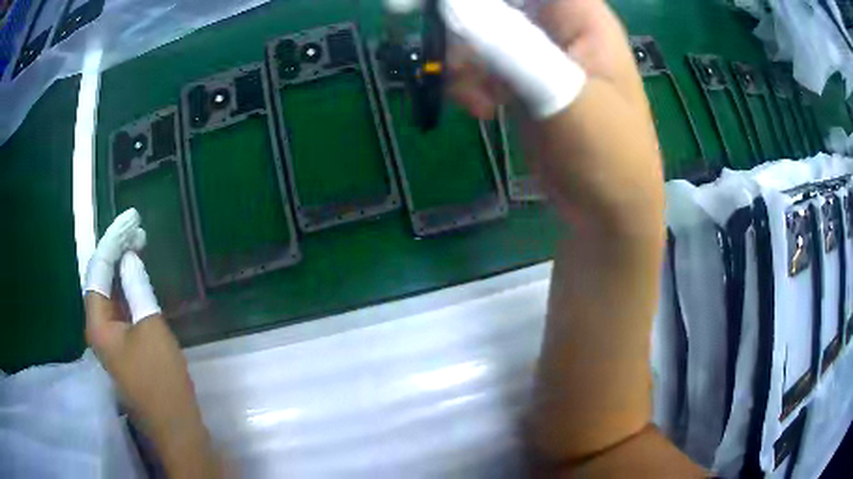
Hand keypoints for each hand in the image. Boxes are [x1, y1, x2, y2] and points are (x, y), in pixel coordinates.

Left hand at [84, 212, 219, 476]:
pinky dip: (128, 290)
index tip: (130, 220)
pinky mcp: (124, 349)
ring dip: (122, 269)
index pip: (98, 271)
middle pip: (100, 281)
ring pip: (110, 295)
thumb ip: (137, 289)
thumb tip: (129, 258)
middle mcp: (98, 328)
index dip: (112, 242)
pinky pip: (120, 309)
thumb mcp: (151, 328)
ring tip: (138, 245)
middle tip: (137, 230)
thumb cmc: (160, 379)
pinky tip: (138, 280)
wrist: (174, 425)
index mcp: (98, 323)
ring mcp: (110, 341)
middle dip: (115, 252)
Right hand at [446, 0, 661, 236]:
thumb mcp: (565, 96)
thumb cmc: (608, 155)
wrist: (608, 214)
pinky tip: (481, 109)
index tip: (448, 10)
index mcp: (581, 17)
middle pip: (497, 4)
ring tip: (472, 98)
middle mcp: (558, 27)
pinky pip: (481, 64)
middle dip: (464, 25)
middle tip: (450, 58)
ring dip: (462, 60)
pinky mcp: (522, 81)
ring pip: (480, 32)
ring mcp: (539, 54)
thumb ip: (513, 46)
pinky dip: (470, 82)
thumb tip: (454, 6)